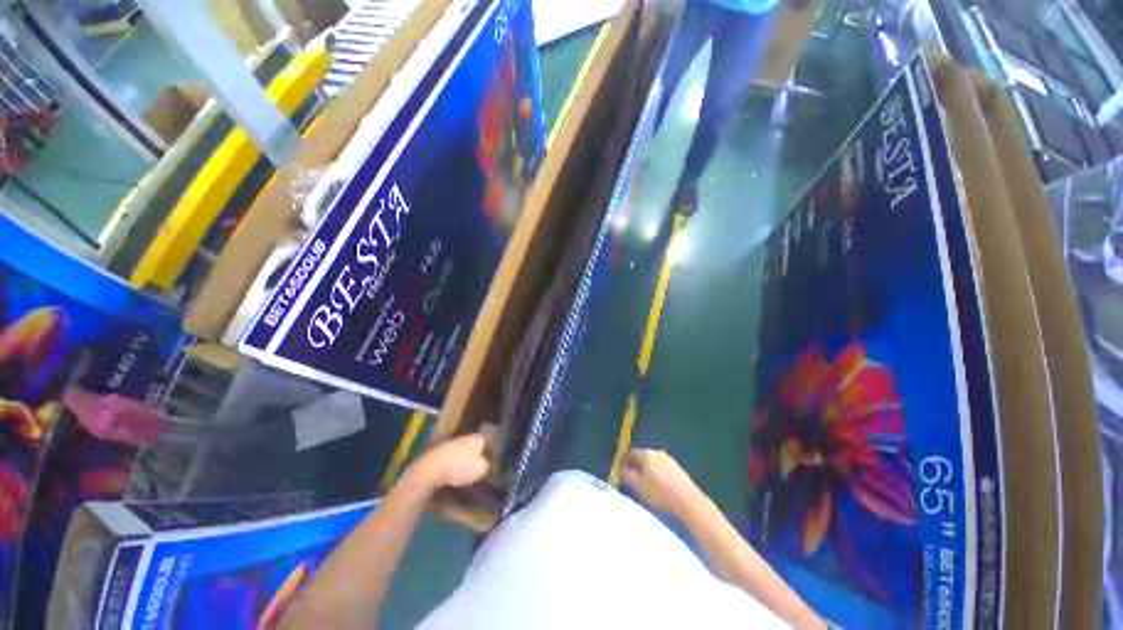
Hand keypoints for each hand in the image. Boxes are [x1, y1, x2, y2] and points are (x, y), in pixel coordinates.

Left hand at [405, 433, 489, 494]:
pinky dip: (453, 464)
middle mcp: (465, 438)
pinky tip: (453, 474)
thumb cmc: (460, 467)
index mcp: (476, 438)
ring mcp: (451, 444)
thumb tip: (486, 464)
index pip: (487, 440)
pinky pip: (451, 457)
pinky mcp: (439, 453)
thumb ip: (486, 465)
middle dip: (476, 453)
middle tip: (480, 465)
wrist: (431, 469)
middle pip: (474, 445)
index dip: (490, 449)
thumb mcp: (480, 469)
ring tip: (467, 471)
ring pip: (462, 450)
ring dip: (464, 459)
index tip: (492, 458)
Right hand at [620, 448, 699, 513]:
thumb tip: (619, 469)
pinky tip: (656, 486)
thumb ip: (626, 475)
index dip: (623, 460)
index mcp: (647, 454)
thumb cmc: (660, 493)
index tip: (618, 469)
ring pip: (652, 462)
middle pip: (641, 456)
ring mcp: (669, 460)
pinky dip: (655, 473)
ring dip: (644, 470)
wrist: (688, 502)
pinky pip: (661, 468)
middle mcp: (657, 452)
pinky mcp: (677, 469)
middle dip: (634, 465)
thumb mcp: (639, 486)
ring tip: (642, 483)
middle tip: (628, 477)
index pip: (630, 452)